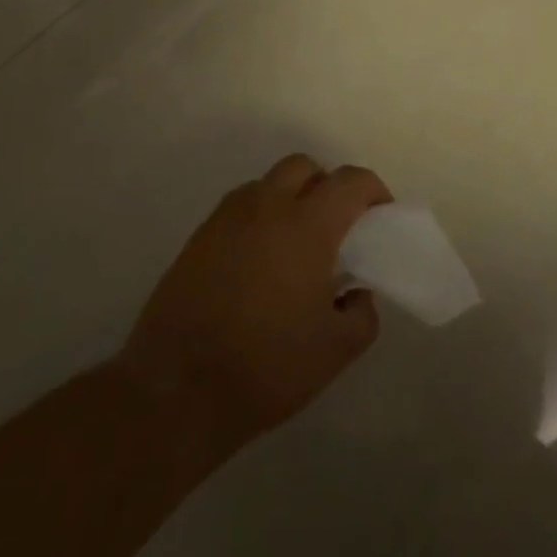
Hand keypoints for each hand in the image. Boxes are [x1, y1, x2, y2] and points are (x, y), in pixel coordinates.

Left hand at [118, 154, 385, 448]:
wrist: (176, 390)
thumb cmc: (266, 366)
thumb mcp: (336, 350)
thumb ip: (362, 313)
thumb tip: (356, 292)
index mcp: (307, 225)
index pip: (350, 181)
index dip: (373, 191)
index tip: (380, 216)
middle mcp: (266, 208)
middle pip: (304, 167)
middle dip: (327, 185)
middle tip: (337, 225)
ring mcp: (226, 219)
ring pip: (267, 184)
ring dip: (290, 198)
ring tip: (296, 244)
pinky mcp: (198, 238)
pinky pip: (239, 209)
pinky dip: (259, 218)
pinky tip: (260, 262)